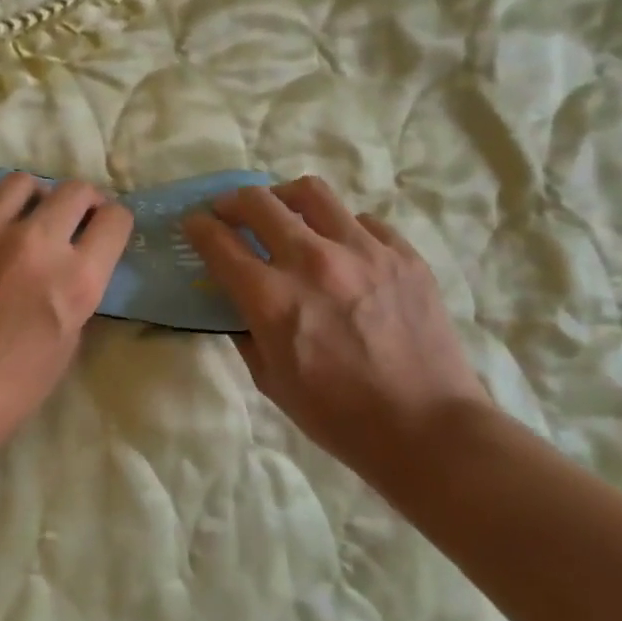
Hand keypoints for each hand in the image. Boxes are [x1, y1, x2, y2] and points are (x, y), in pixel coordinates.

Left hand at [0, 174, 133, 458]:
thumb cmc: (8, 390)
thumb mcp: (67, 342)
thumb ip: (76, 289)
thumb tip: (73, 257)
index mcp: (74, 280)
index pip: (114, 220)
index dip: (113, 222)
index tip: (103, 228)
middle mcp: (33, 244)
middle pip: (74, 191)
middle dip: (82, 202)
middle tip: (71, 217)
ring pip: (21, 183)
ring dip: (33, 198)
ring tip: (22, 217)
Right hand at [184, 176, 492, 477]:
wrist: (428, 428)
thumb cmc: (341, 417)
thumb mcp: (273, 382)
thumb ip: (247, 332)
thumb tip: (238, 300)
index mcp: (274, 299)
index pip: (220, 243)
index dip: (198, 227)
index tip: (193, 223)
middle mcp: (314, 261)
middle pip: (259, 202)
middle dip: (232, 201)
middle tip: (229, 212)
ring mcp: (363, 251)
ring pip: (311, 192)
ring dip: (284, 197)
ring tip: (283, 212)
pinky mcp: (402, 253)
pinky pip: (361, 221)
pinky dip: (339, 228)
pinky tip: (341, 248)